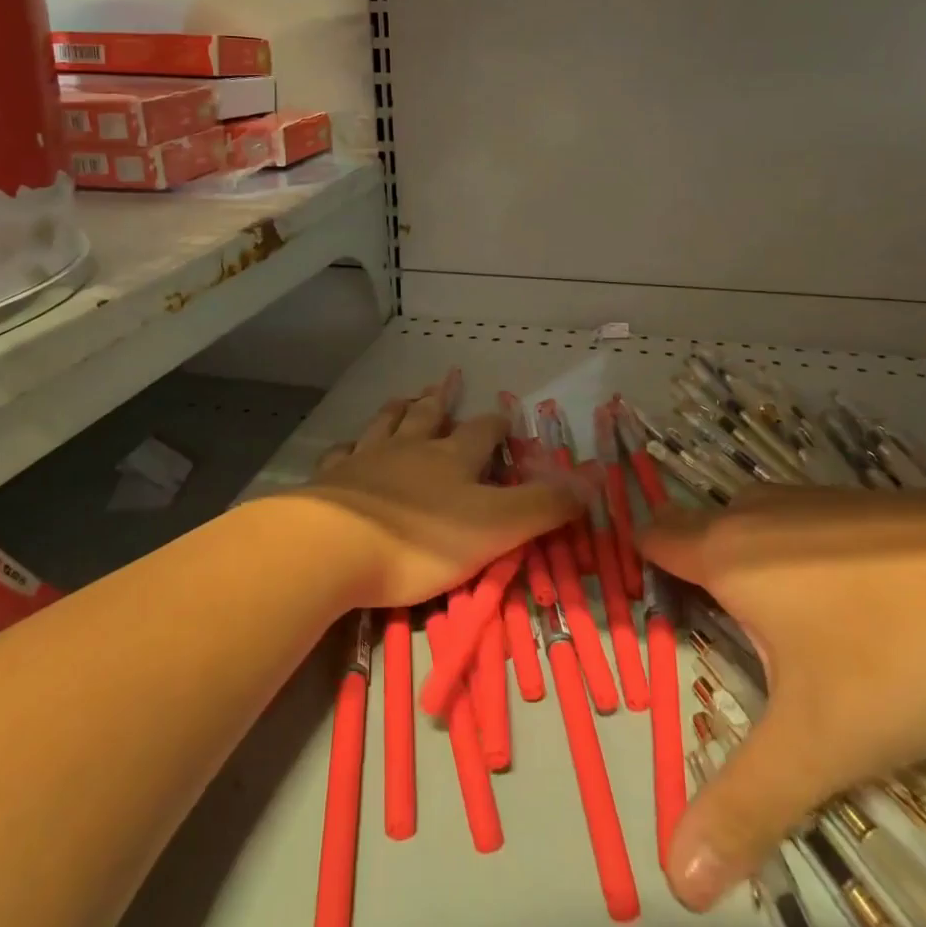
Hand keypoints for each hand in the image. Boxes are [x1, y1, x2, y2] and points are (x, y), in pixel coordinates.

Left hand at [298, 384, 580, 609]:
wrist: (334, 546)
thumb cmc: (421, 540)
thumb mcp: (496, 527)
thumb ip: (543, 505)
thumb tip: (593, 478)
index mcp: (452, 459)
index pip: (482, 432)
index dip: (496, 423)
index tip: (505, 414)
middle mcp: (410, 449)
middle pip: (428, 416)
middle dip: (442, 399)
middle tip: (447, 379)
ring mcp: (367, 460)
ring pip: (386, 425)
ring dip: (398, 410)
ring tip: (404, 396)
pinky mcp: (332, 480)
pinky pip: (342, 454)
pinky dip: (350, 446)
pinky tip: (348, 445)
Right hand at [640, 489, 925, 911]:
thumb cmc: (906, 652)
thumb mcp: (823, 741)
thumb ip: (745, 804)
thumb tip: (674, 879)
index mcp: (728, 550)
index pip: (652, 538)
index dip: (642, 573)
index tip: (657, 624)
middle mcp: (758, 511)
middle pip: (700, 537)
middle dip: (698, 586)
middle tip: (722, 652)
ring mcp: (815, 500)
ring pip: (756, 534)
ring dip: (755, 580)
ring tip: (787, 645)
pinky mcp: (864, 505)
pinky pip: (804, 532)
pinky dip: (803, 568)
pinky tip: (857, 616)